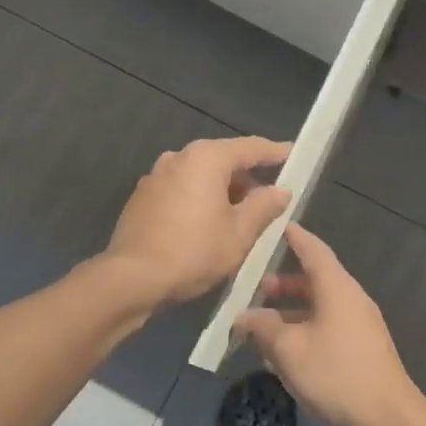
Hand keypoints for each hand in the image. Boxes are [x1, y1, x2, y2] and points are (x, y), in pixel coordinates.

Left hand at [103, 136, 291, 305]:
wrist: (133, 278)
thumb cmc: (194, 251)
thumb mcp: (240, 233)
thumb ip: (264, 206)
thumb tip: (281, 191)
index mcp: (206, 158)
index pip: (250, 148)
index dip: (275, 152)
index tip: (293, 155)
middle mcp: (178, 158)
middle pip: (222, 160)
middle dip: (247, 178)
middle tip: (268, 200)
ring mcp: (155, 177)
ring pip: (199, 176)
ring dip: (221, 192)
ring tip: (239, 219)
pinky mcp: (141, 198)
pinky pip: (180, 191)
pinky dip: (198, 201)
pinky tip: (206, 227)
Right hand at [234, 223, 425, 425]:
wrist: (387, 418)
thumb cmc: (336, 374)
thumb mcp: (289, 349)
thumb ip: (262, 327)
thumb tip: (243, 316)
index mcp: (336, 288)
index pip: (313, 249)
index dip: (293, 237)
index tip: (275, 226)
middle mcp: (350, 299)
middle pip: (314, 279)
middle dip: (283, 283)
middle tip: (254, 289)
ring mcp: (359, 324)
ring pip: (319, 307)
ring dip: (290, 312)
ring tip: (261, 327)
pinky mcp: (361, 348)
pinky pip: (327, 327)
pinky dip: (304, 330)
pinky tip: (283, 354)